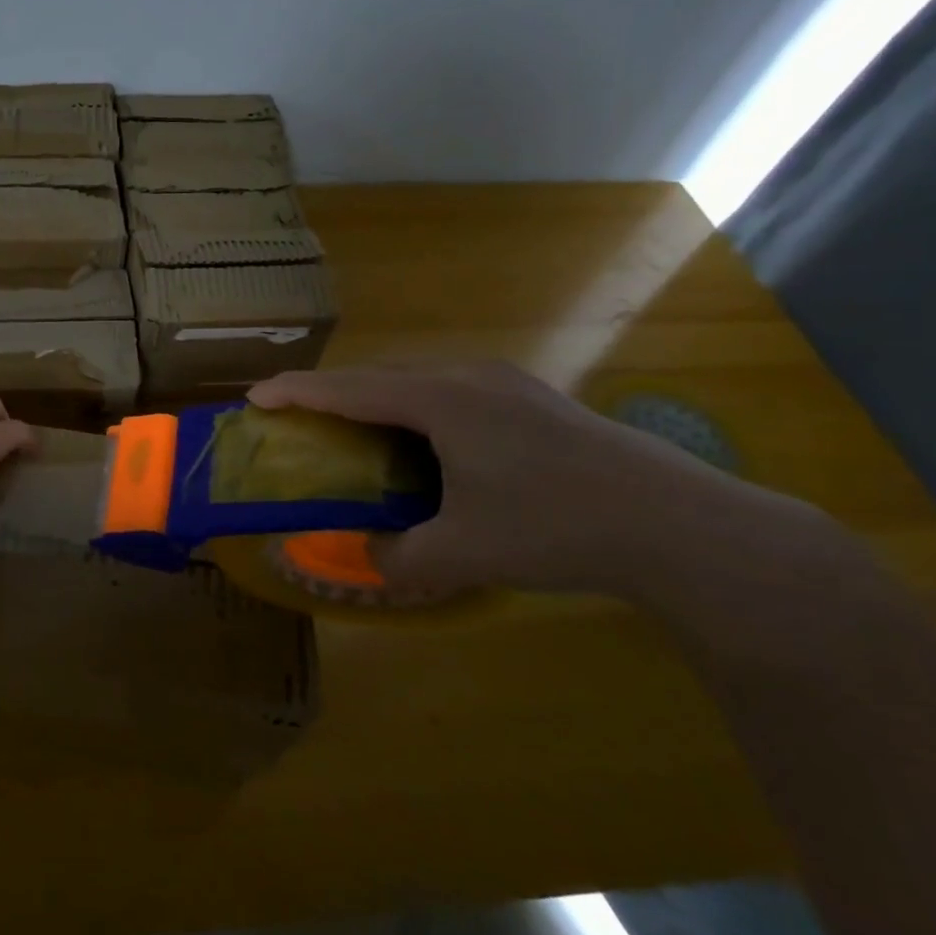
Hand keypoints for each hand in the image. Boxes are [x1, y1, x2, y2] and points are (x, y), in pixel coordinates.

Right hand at [249, 362, 823, 605]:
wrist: (680, 525)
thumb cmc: (556, 527)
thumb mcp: (463, 553)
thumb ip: (400, 559)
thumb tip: (372, 556)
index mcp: (441, 400)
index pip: (349, 388)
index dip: (297, 392)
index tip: (255, 396)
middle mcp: (468, 376)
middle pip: (380, 376)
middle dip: (333, 394)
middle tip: (300, 420)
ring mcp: (506, 383)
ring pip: (418, 381)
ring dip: (377, 401)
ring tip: (355, 432)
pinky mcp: (532, 399)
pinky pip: (450, 391)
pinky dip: (416, 409)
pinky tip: (425, 444)